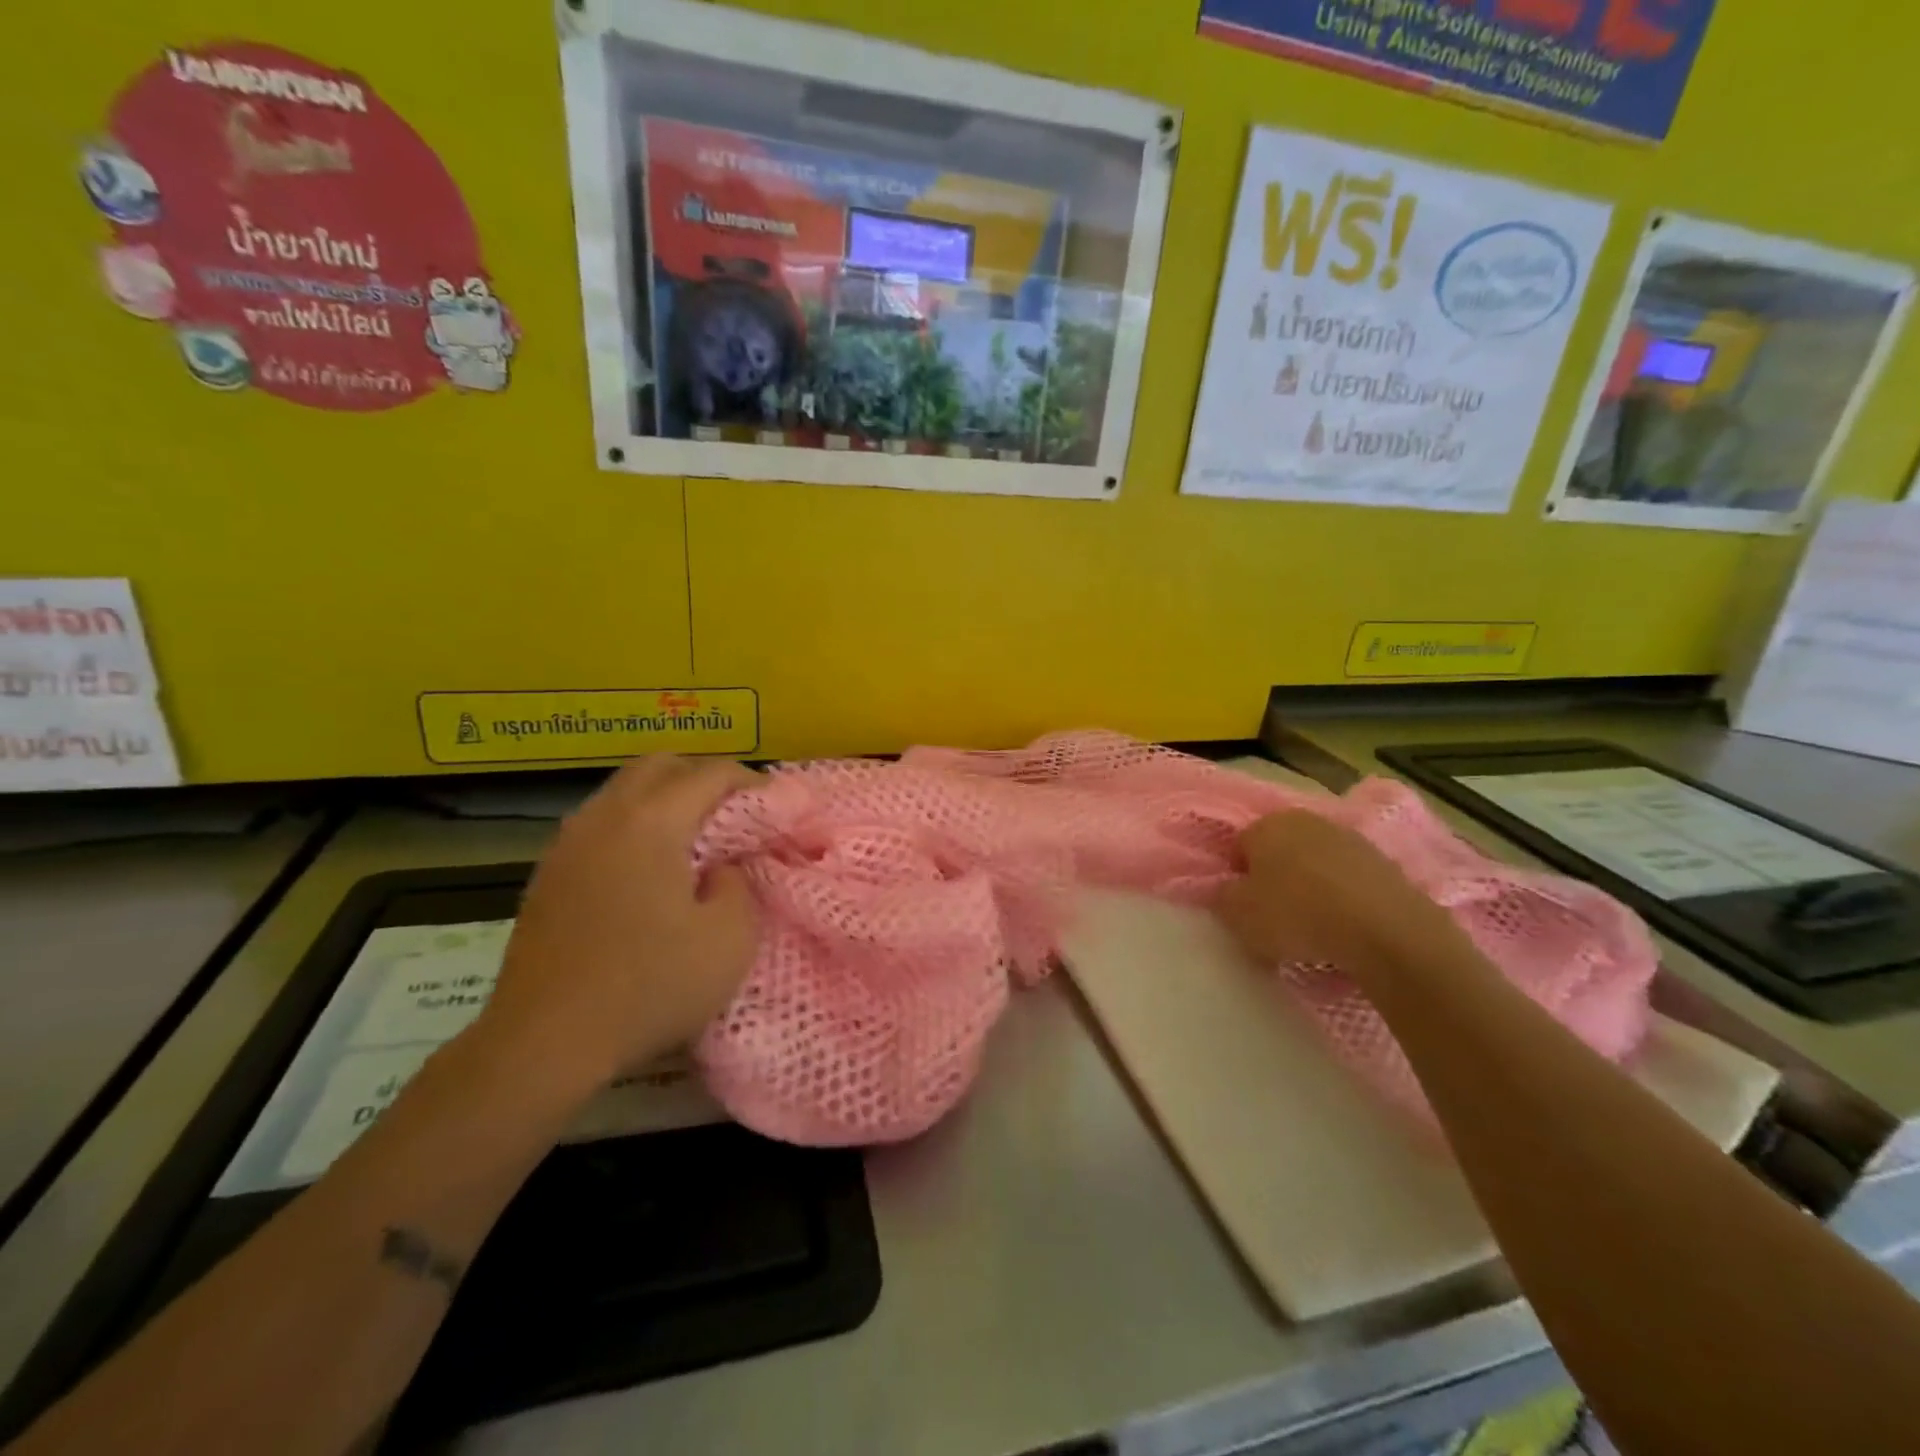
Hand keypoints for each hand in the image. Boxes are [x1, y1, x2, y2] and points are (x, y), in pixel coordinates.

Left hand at [473, 756, 760, 1096]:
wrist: (543, 1043)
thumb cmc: (649, 987)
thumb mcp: (729, 939)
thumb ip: (738, 884)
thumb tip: (718, 867)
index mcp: (651, 822)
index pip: (712, 773)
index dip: (754, 783)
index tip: (779, 809)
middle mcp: (605, 816)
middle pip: (661, 765)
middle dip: (704, 777)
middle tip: (736, 813)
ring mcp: (568, 843)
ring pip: (624, 790)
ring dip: (666, 799)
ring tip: (696, 839)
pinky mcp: (548, 874)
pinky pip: (601, 823)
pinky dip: (635, 826)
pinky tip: (649, 870)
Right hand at [1214, 810, 1457, 978]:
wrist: (1386, 931)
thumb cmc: (1297, 916)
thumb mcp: (1238, 915)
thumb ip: (1223, 898)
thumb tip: (1229, 890)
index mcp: (1266, 824)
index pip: (1238, 846)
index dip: (1237, 878)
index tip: (1243, 908)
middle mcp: (1306, 820)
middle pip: (1278, 851)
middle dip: (1274, 878)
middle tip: (1274, 917)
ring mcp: (1349, 838)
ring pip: (1314, 864)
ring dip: (1309, 888)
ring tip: (1313, 928)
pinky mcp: (1384, 862)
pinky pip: (1347, 881)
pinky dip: (1342, 899)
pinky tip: (1344, 928)